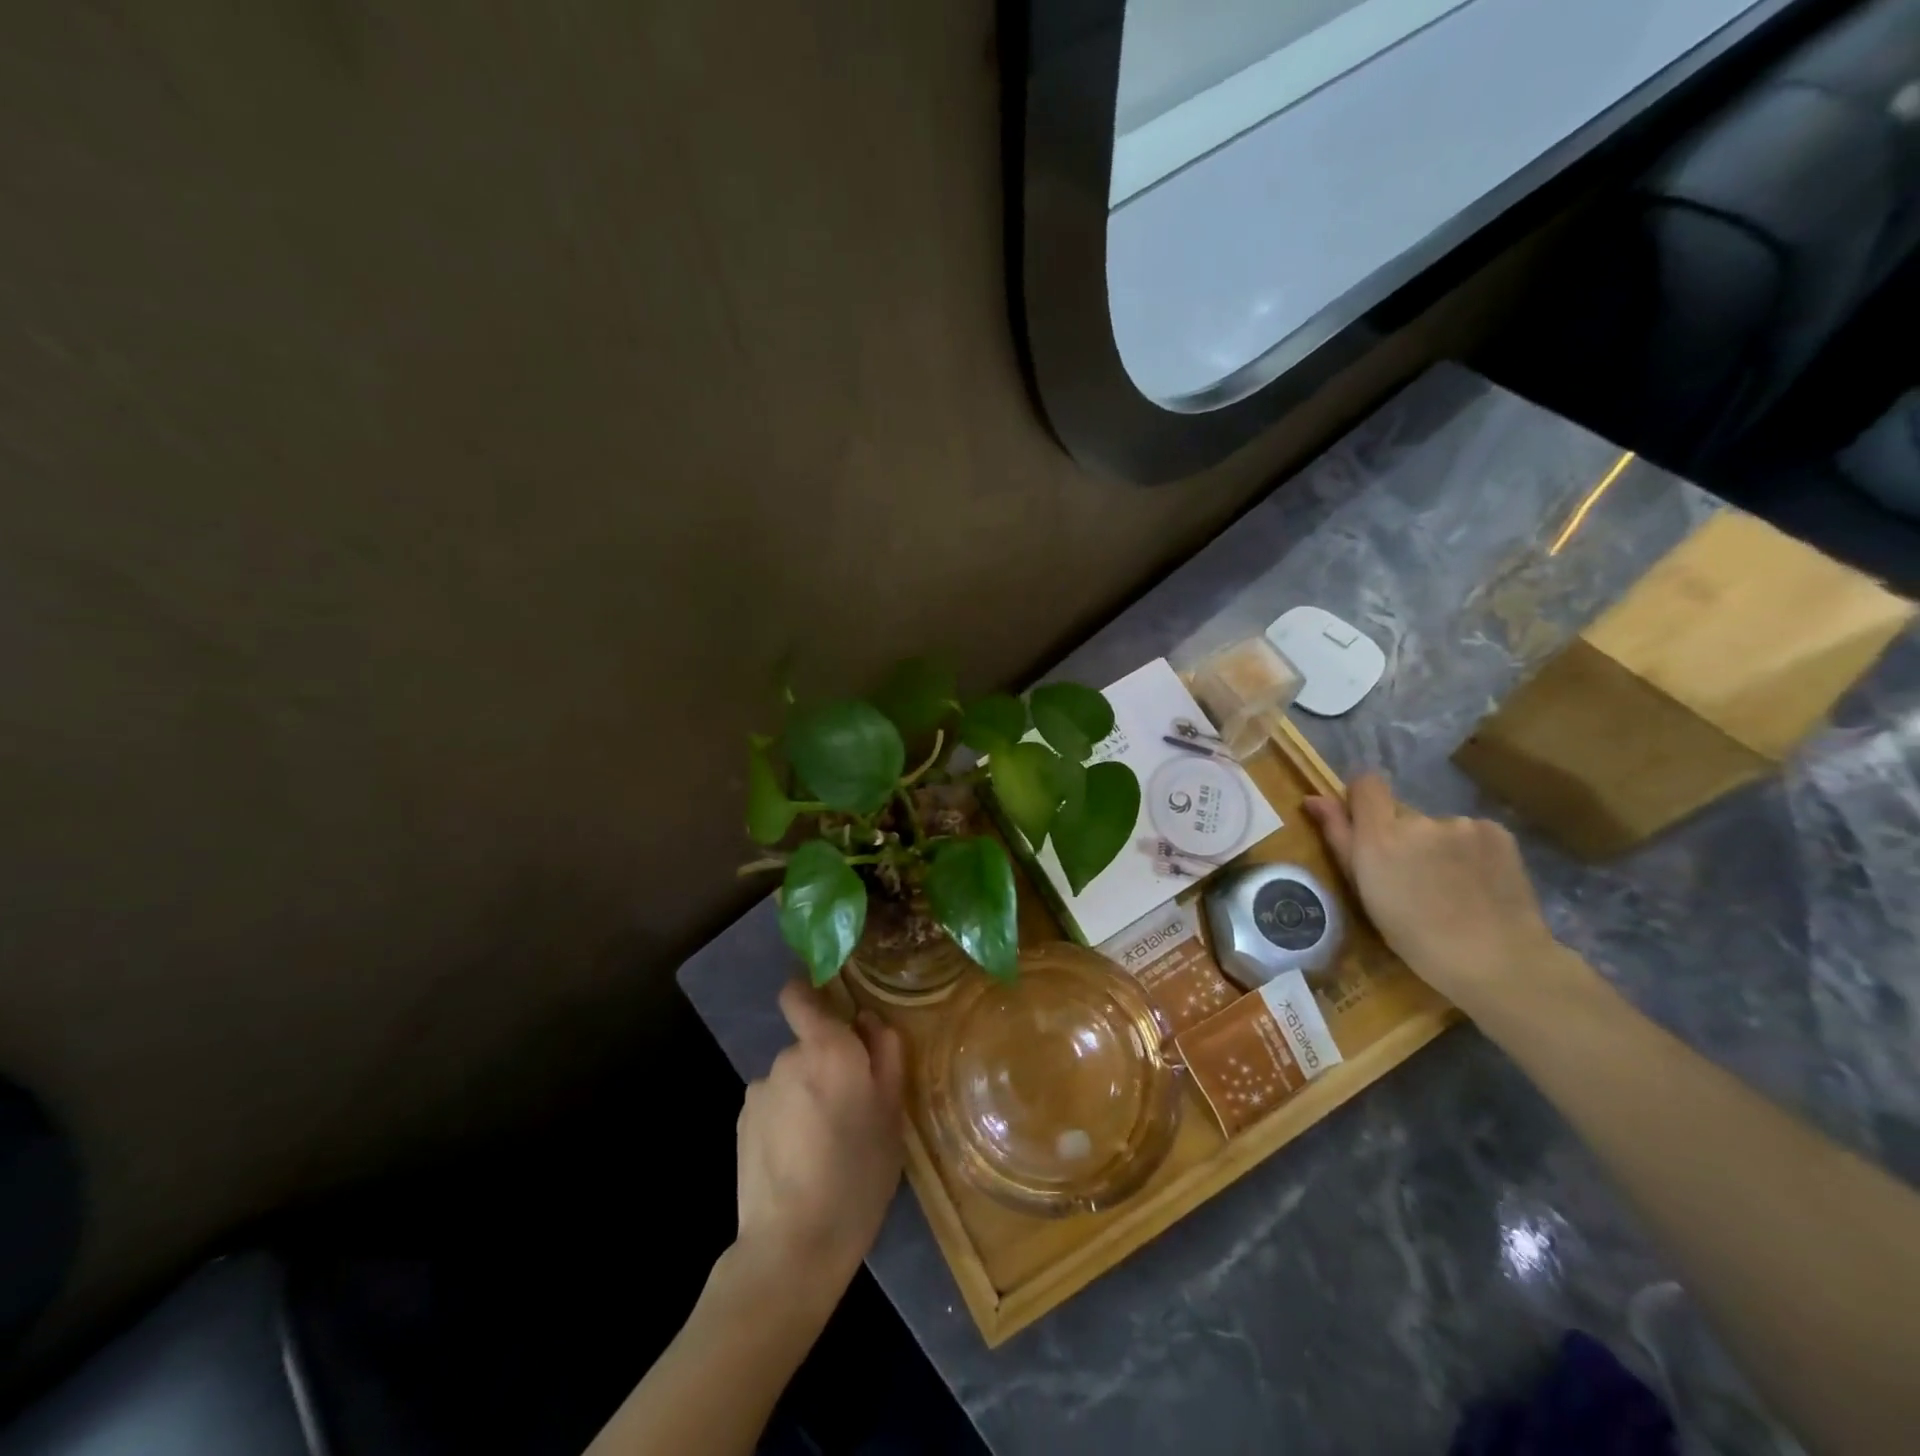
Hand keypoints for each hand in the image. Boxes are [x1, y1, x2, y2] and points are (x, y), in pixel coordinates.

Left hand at [734, 981, 905, 1307]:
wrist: (793, 1244)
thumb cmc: (858, 1173)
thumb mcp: (892, 1113)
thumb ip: (885, 1053)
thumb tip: (868, 1019)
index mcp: (827, 1047)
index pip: (798, 994)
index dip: (809, 994)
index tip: (831, 1011)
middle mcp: (787, 1057)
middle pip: (807, 1044)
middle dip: (825, 1064)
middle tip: (850, 1108)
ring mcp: (759, 1090)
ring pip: (791, 1078)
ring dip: (805, 1095)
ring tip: (823, 1143)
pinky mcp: (741, 1123)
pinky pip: (772, 1105)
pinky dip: (785, 1119)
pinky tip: (798, 1159)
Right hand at [1305, 774, 1559, 1012]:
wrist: (1497, 962)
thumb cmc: (1414, 935)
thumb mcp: (1363, 890)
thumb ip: (1338, 836)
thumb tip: (1313, 799)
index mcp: (1381, 836)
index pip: (1366, 783)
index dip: (1362, 800)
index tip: (1365, 828)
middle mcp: (1420, 820)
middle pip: (1401, 812)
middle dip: (1400, 836)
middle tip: (1412, 877)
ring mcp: (1462, 824)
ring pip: (1436, 826)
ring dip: (1435, 846)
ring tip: (1449, 886)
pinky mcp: (1497, 832)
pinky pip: (1469, 833)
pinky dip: (1467, 851)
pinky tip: (1477, 882)